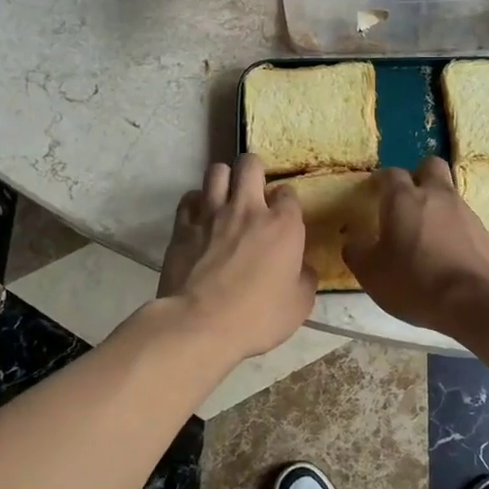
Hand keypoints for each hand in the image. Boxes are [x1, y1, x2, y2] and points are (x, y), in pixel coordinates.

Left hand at [156, 153, 315, 360]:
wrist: (200, 324)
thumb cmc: (257, 317)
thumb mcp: (300, 304)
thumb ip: (305, 277)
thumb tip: (301, 267)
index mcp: (283, 225)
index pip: (288, 192)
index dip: (286, 202)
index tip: (283, 218)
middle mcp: (248, 208)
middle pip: (250, 164)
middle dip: (254, 170)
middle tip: (254, 190)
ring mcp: (211, 213)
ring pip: (216, 171)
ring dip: (224, 180)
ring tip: (225, 197)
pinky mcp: (182, 226)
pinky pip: (189, 198)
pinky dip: (197, 202)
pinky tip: (200, 216)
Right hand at [343, 157, 488, 333]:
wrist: (476, 300)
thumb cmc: (415, 280)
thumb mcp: (371, 272)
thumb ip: (357, 251)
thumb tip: (353, 241)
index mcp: (403, 198)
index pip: (390, 174)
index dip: (381, 180)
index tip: (374, 192)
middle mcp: (436, 195)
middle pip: (430, 166)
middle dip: (417, 176)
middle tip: (405, 201)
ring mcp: (465, 211)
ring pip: (448, 194)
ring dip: (436, 206)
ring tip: (425, 236)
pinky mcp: (484, 232)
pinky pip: (463, 221)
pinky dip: (452, 230)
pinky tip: (445, 255)